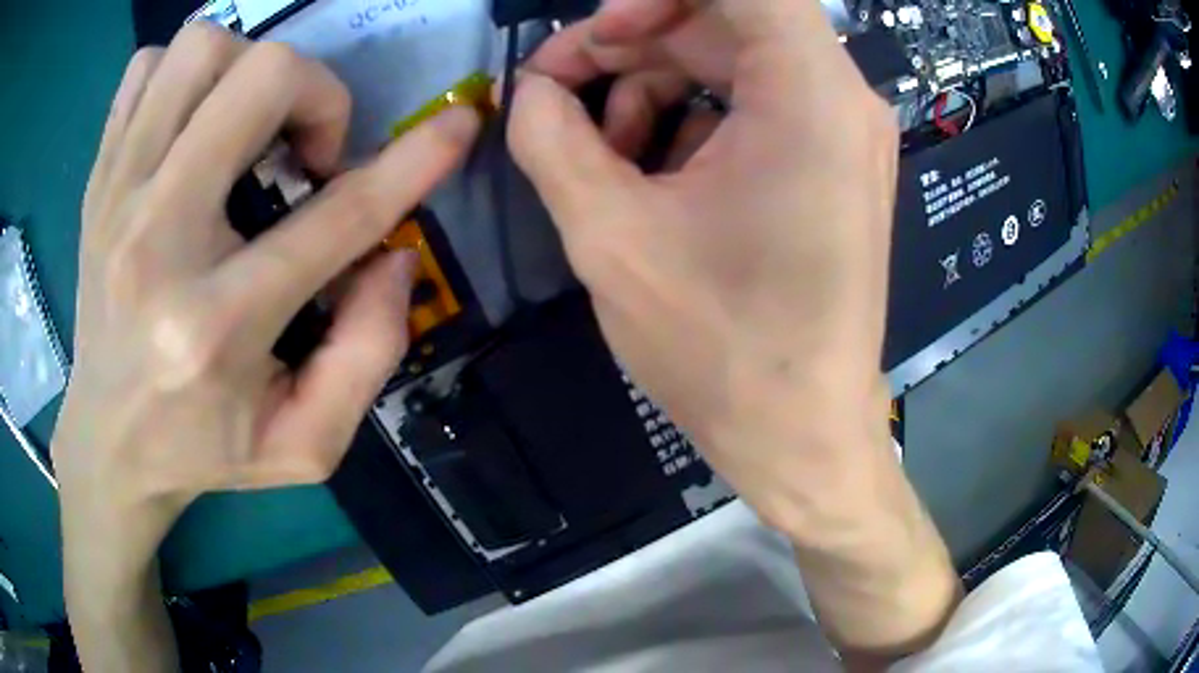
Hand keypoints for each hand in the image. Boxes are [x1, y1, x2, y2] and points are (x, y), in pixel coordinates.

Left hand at [55, 23, 478, 575]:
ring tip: (248, 126)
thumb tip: (393, 255)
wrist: (108, 442)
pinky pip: (145, 68)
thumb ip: (369, 355)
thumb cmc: (202, 450)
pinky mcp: (98, 178)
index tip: (457, 126)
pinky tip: (191, 125)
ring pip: (200, 50)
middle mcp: (156, 239)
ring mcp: (115, 196)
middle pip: (261, 79)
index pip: (337, 216)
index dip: (413, 160)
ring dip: (247, 70)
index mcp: (215, 326)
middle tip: (308, 150)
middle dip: (317, 94)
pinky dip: (183, 76)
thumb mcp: (304, 444)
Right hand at [509, 0, 957, 657]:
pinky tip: (645, 169)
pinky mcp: (829, 166)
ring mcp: (841, 133)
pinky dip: (691, 119)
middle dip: (632, 40)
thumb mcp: (609, 235)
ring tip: (596, 146)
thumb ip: (549, 138)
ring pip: (733, 62)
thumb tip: (527, 90)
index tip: (601, 32)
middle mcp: (841, 98)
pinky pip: (752, 106)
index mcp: (811, 92)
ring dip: (654, 84)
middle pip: (726, 20)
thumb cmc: (720, 347)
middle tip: (556, 88)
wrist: (800, 435)